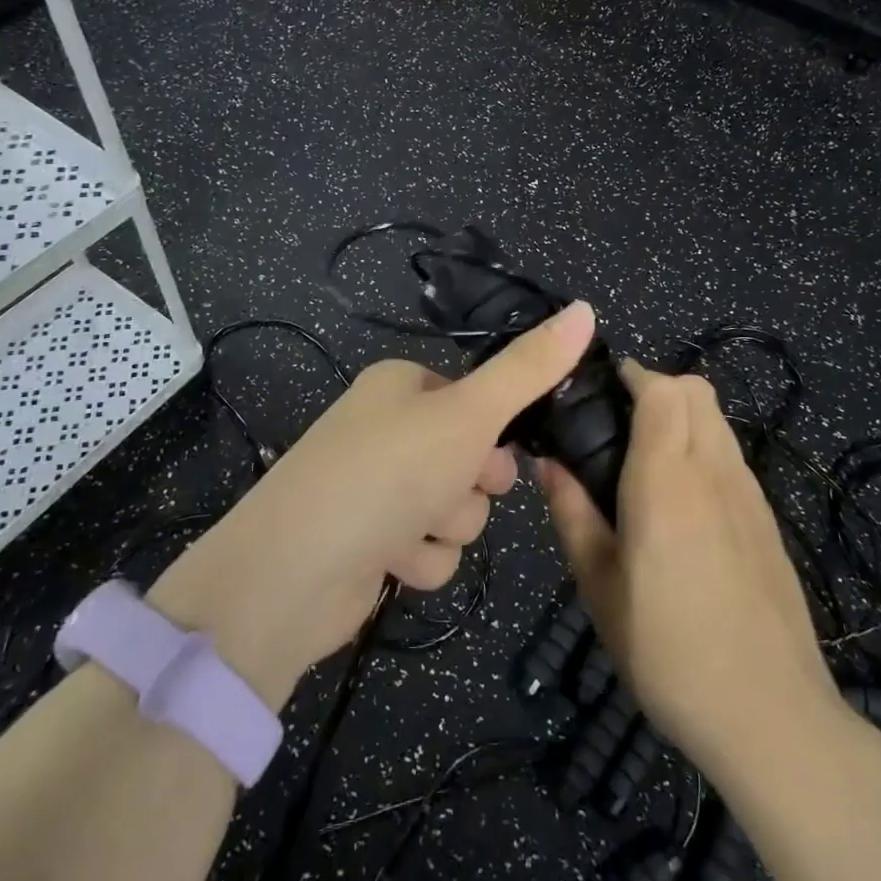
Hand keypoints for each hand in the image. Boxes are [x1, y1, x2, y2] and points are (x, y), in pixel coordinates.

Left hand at [149, 301, 598, 708]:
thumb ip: (531, 368)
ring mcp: (377, 488)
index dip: (498, 429)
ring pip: (456, 509)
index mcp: (403, 385)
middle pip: (473, 458)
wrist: (293, 573)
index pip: (479, 399)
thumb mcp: (470, 413)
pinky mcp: (371, 543)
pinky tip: (390, 560)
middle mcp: (388, 430)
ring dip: (446, 526)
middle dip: (472, 485)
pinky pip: (428, 549)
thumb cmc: (389, 471)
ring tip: (411, 528)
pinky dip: (419, 558)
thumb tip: (587, 307)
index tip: (500, 448)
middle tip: (455, 486)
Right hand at [538, 360, 852, 790]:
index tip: (602, 389)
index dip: (633, 374)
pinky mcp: (768, 519)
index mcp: (667, 479)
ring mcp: (750, 493)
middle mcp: (714, 470)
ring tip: (648, 462)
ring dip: (684, 416)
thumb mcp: (599, 587)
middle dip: (658, 387)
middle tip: (619, 426)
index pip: (663, 389)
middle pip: (697, 390)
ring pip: (718, 420)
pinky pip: (733, 456)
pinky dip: (706, 449)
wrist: (772, 714)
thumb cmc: (668, 650)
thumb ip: (572, 514)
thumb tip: (547, 463)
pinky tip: (685, 504)